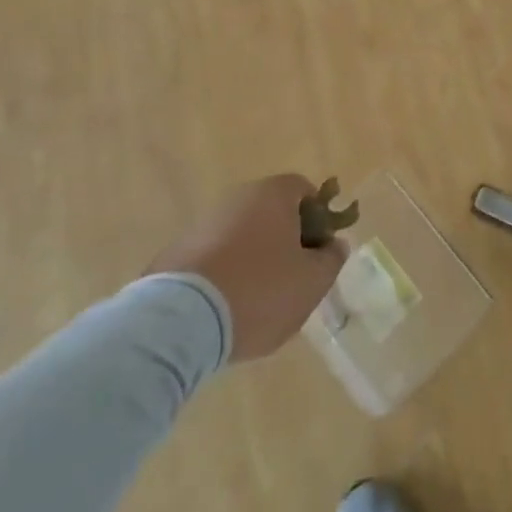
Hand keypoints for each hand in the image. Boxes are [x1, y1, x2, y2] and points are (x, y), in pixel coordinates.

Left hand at [145, 174, 346, 361]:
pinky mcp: (175, 253)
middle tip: (292, 279)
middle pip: (272, 212)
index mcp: (273, 194)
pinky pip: (213, 258)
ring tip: (256, 302)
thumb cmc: (259, 291)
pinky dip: (224, 275)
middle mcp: (237, 197)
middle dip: (285, 241)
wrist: (179, 322)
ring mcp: (202, 224)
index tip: (318, 252)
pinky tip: (225, 309)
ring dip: (253, 259)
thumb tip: (335, 245)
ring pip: (242, 236)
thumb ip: (331, 260)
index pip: (305, 190)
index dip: (318, 218)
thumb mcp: (311, 282)